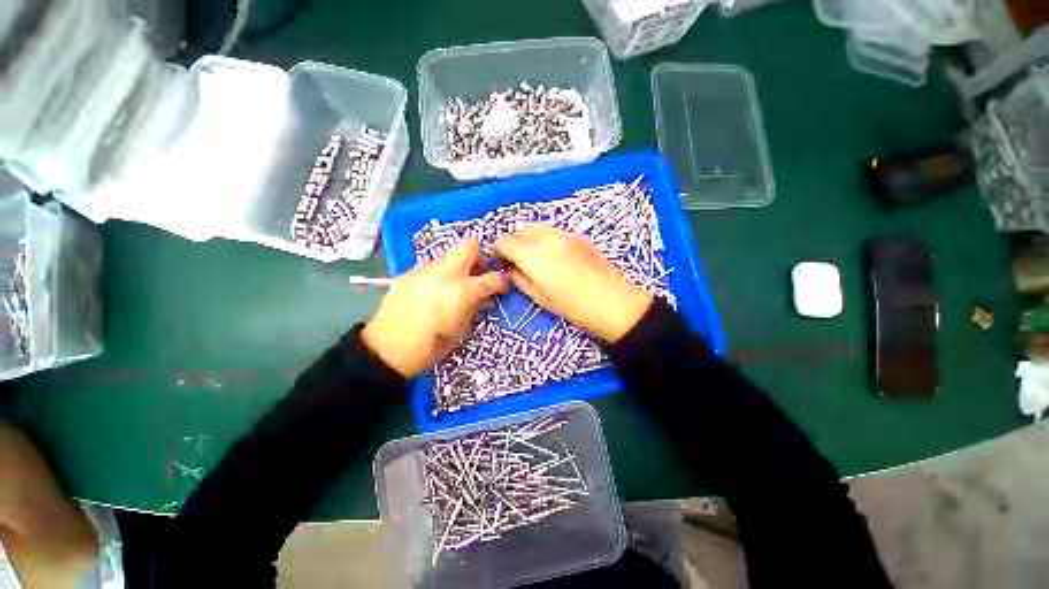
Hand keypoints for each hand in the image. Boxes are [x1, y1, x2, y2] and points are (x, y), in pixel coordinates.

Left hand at [362, 239, 507, 376]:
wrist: (387, 350)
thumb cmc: (430, 347)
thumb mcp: (461, 330)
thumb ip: (475, 307)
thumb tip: (484, 296)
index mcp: (462, 292)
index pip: (491, 278)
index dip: (501, 282)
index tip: (501, 287)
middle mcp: (445, 274)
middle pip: (468, 246)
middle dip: (478, 257)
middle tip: (476, 275)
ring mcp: (424, 271)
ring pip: (448, 257)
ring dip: (457, 268)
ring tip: (452, 287)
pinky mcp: (408, 274)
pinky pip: (430, 267)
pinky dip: (438, 275)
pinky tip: (432, 293)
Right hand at [493, 225, 651, 342]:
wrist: (612, 301)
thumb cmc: (572, 305)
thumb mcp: (539, 296)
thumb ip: (519, 279)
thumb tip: (511, 270)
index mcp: (532, 253)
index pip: (504, 241)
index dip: (497, 251)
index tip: (501, 263)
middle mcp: (546, 237)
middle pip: (519, 231)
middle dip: (512, 244)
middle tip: (515, 262)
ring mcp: (564, 233)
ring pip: (537, 228)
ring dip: (528, 239)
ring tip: (534, 258)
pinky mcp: (578, 236)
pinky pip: (554, 232)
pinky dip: (546, 240)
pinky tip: (554, 256)